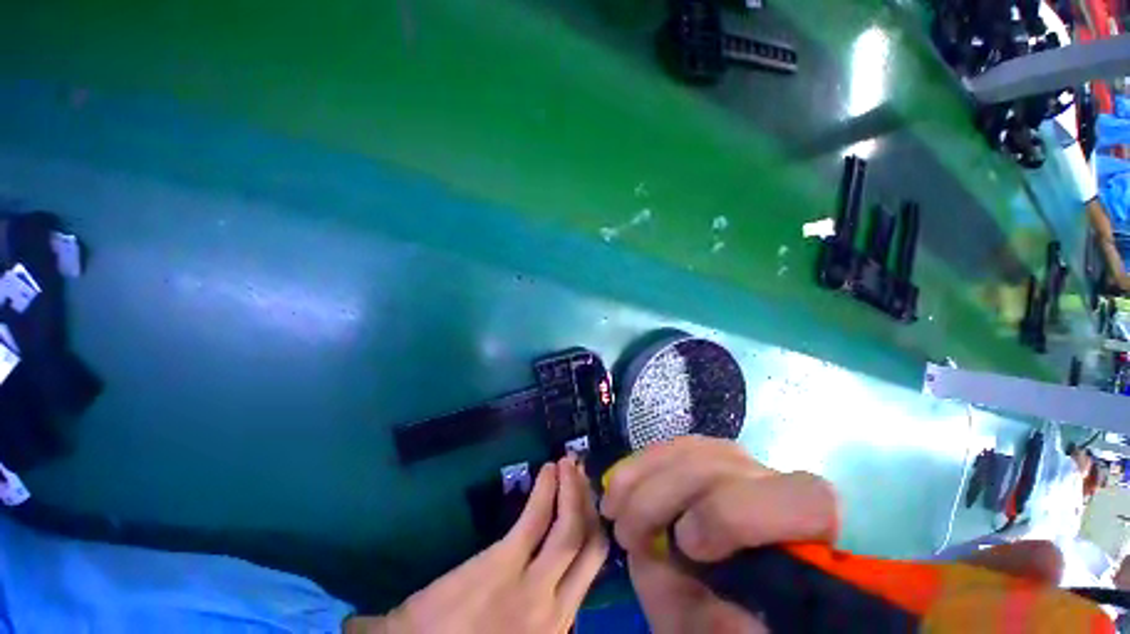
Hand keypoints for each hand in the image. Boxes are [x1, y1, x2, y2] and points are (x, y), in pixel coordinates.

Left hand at [346, 456, 607, 633]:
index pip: (592, 568)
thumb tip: (557, 571)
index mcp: (558, 624)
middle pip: (590, 545)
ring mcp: (531, 587)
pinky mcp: (502, 563)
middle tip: (584, 476)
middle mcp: (556, 608)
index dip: (594, 528)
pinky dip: (547, 489)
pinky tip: (548, 470)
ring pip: (569, 528)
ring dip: (573, 490)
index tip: (589, 502)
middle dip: (590, 504)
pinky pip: (535, 517)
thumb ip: (543, 609)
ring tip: (569, 464)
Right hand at [600, 437, 839, 633]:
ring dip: (642, 474)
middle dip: (662, 495)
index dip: (733, 513)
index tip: (687, 545)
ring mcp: (739, 463)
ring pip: (692, 448)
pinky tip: (620, 484)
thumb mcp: (730, 632)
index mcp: (811, 533)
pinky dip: (641, 464)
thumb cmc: (740, 617)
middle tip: (625, 533)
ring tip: (614, 508)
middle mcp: (778, 485)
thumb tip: (689, 578)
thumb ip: (721, 618)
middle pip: (722, 462)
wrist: (736, 596)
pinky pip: (674, 447)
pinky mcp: (708, 455)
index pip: (804, 499)